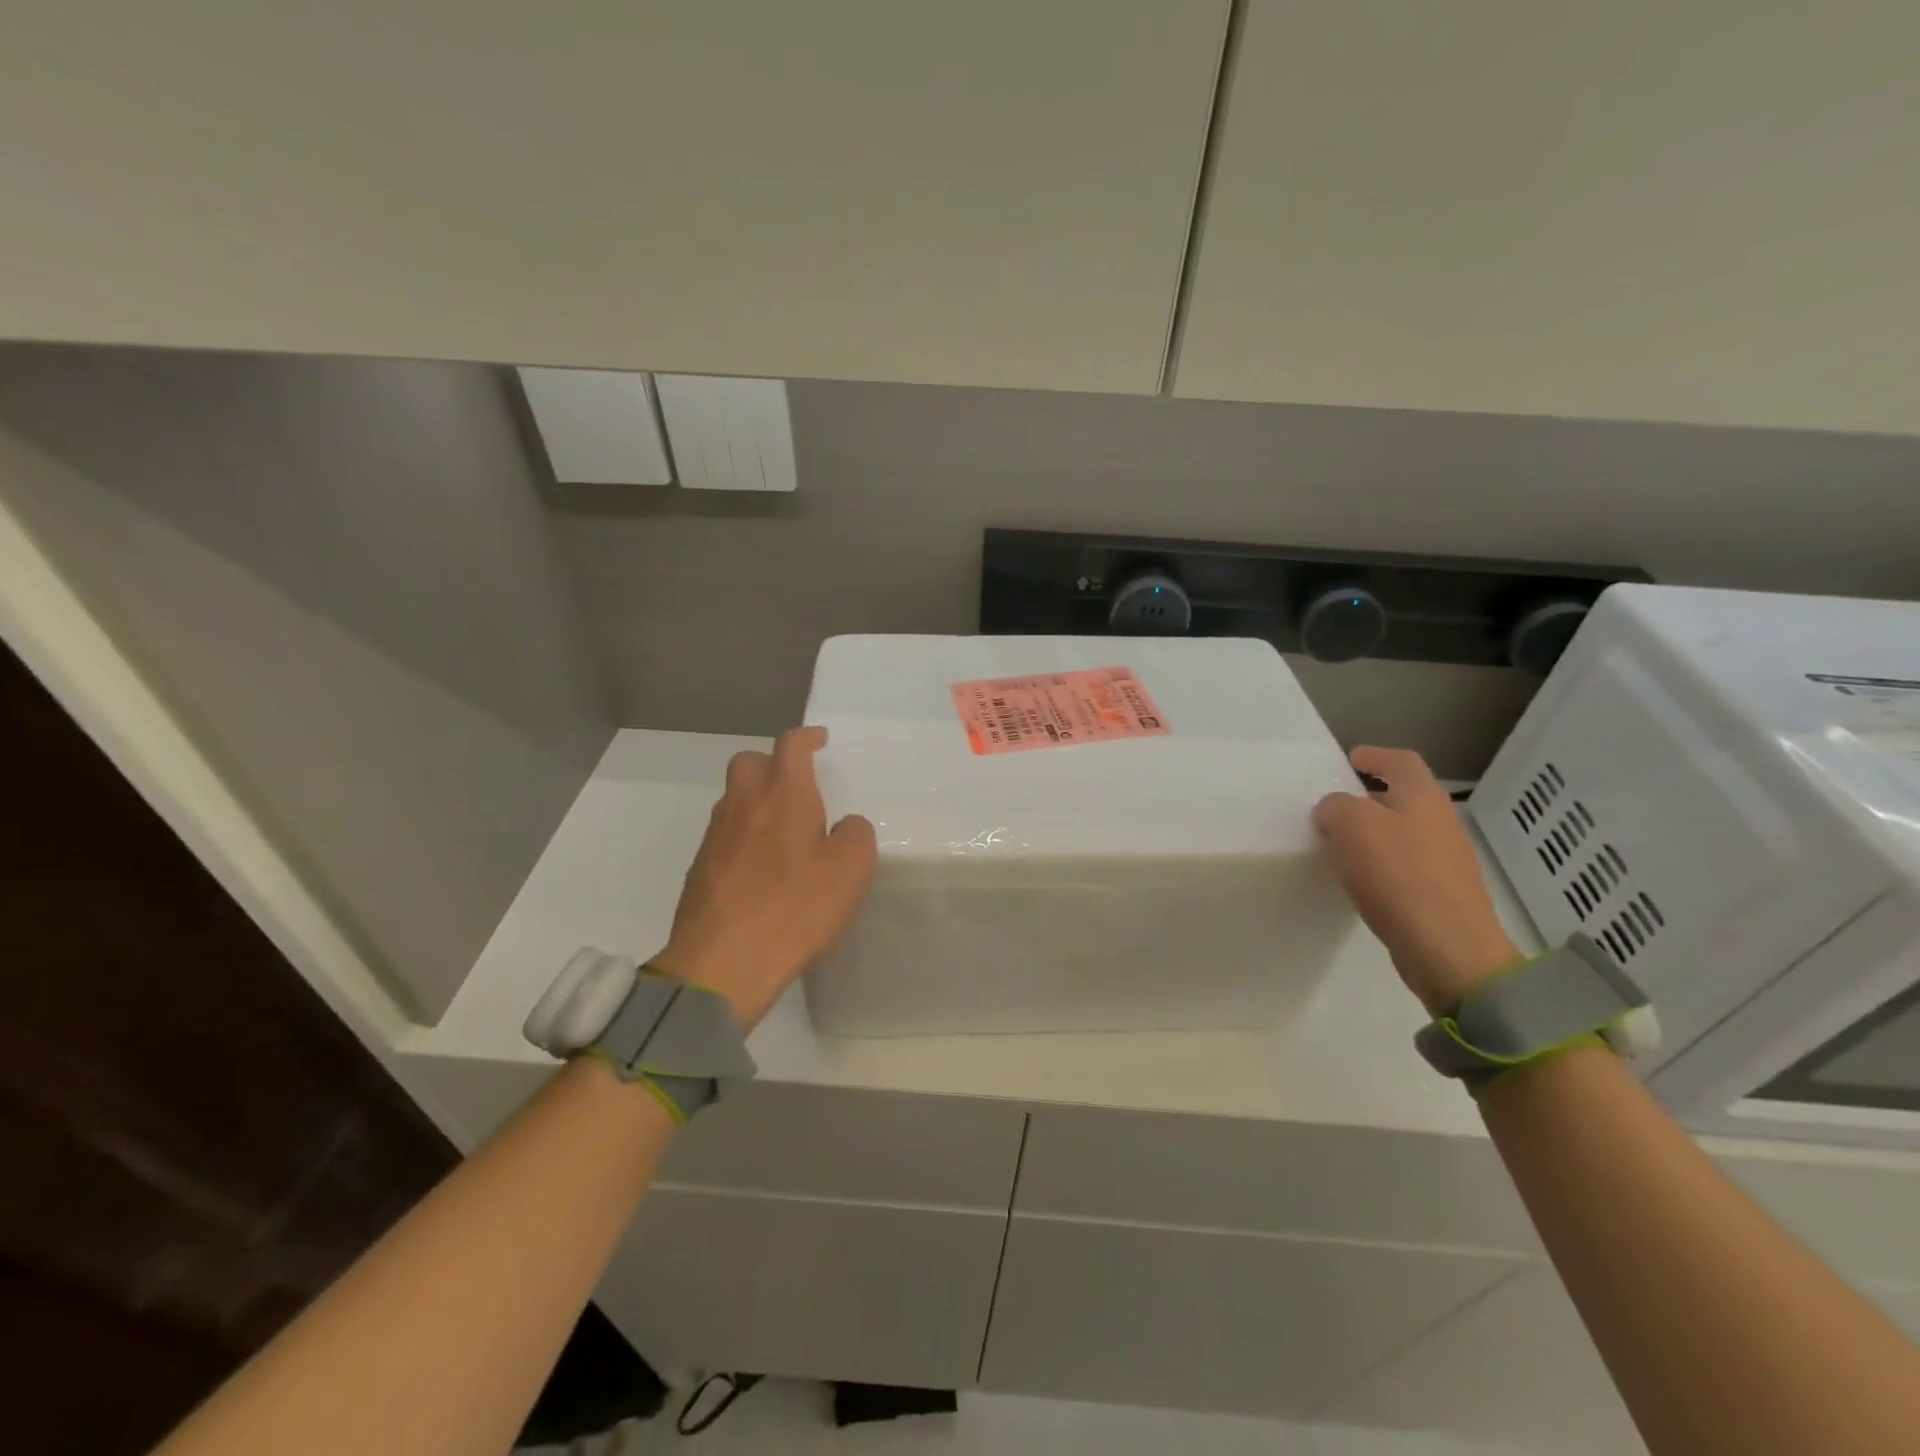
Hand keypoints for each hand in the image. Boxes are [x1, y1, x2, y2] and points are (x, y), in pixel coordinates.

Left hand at [654, 727, 876, 1028]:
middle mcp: (743, 804)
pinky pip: (725, 835)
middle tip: (796, 785)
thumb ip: (856, 834)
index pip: (791, 745)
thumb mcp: (852, 869)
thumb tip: (844, 825)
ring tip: (783, 831)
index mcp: (783, 794)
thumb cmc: (796, 907)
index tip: (820, 740)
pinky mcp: (700, 868)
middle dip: (773, 764)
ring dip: (757, 801)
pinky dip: (744, 836)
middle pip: (750, 762)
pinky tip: (762, 868)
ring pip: (734, 799)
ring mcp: (716, 836)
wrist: (723, 963)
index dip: (807, 737)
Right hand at [1312, 746, 1519, 1015]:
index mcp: (1422, 796)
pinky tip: (1360, 882)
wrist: (1447, 948)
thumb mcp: (1350, 825)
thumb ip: (1335, 806)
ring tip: (1339, 847)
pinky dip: (1381, 866)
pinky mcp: (1441, 895)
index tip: (1349, 761)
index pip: (1400, 761)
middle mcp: (1440, 822)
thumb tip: (1335, 811)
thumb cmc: (1397, 874)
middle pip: (1403, 798)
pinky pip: (1405, 868)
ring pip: (1403, 834)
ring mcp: (1446, 860)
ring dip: (1373, 835)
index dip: (1374, 756)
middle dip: (1369, 799)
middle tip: (1333, 808)